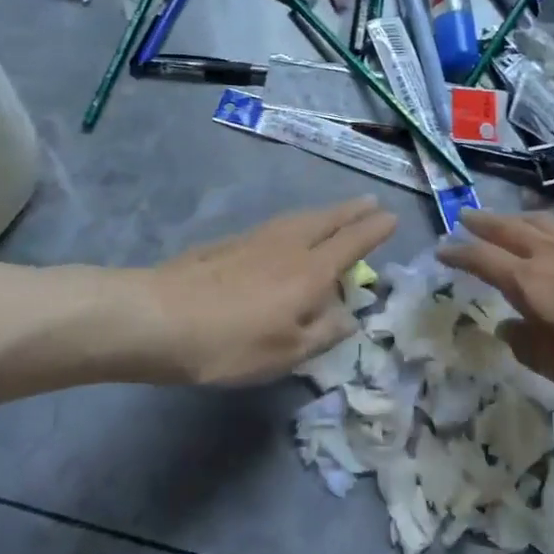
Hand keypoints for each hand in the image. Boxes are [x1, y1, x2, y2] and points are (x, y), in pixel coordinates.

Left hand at [139, 197, 397, 386]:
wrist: (160, 317)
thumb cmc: (232, 343)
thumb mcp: (288, 352)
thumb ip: (324, 332)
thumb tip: (351, 316)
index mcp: (310, 271)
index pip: (352, 243)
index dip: (375, 230)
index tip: (392, 217)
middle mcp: (289, 245)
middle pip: (328, 220)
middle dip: (352, 211)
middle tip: (371, 201)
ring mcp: (256, 238)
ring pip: (301, 218)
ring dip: (325, 212)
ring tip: (337, 212)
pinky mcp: (229, 242)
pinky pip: (278, 224)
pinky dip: (297, 222)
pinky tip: (289, 232)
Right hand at [437, 210, 553, 406]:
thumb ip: (528, 346)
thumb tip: (510, 326)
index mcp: (532, 284)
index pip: (483, 259)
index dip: (458, 253)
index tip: (441, 249)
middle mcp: (553, 256)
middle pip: (509, 228)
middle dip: (483, 222)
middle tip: (465, 217)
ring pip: (540, 222)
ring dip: (516, 219)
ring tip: (507, 221)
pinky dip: (548, 229)